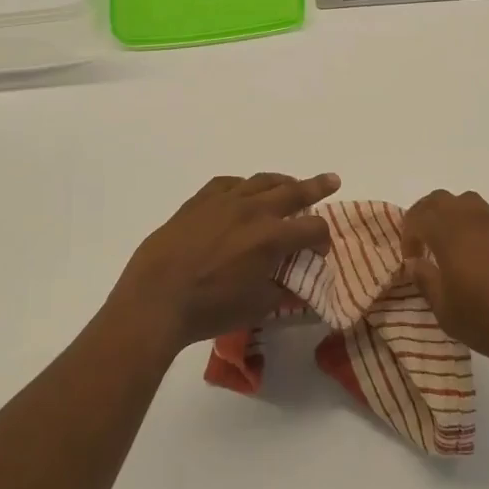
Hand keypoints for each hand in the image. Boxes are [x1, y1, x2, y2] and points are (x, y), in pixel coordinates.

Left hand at [107, 172, 340, 351]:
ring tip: (291, 183)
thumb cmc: (210, 308)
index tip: (320, 251)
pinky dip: (243, 186)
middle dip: (316, 187)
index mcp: (272, 238)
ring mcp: (224, 202)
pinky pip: (228, 184)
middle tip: (332, 180)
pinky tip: (244, 192)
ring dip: (281, 182)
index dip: (323, 239)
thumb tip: (297, 288)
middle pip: (294, 192)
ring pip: (261, 181)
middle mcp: (253, 211)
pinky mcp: (199, 201)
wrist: (156, 297)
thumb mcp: (256, 307)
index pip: (312, 229)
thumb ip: (282, 293)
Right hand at [402, 189, 488, 373]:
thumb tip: (415, 262)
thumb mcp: (447, 311)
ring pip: (469, 202)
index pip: (419, 216)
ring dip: (453, 216)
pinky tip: (483, 256)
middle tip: (423, 242)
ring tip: (453, 245)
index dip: (408, 234)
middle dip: (425, 215)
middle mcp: (475, 220)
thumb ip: (426, 281)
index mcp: (451, 234)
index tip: (411, 259)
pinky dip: (478, 227)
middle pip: (441, 199)